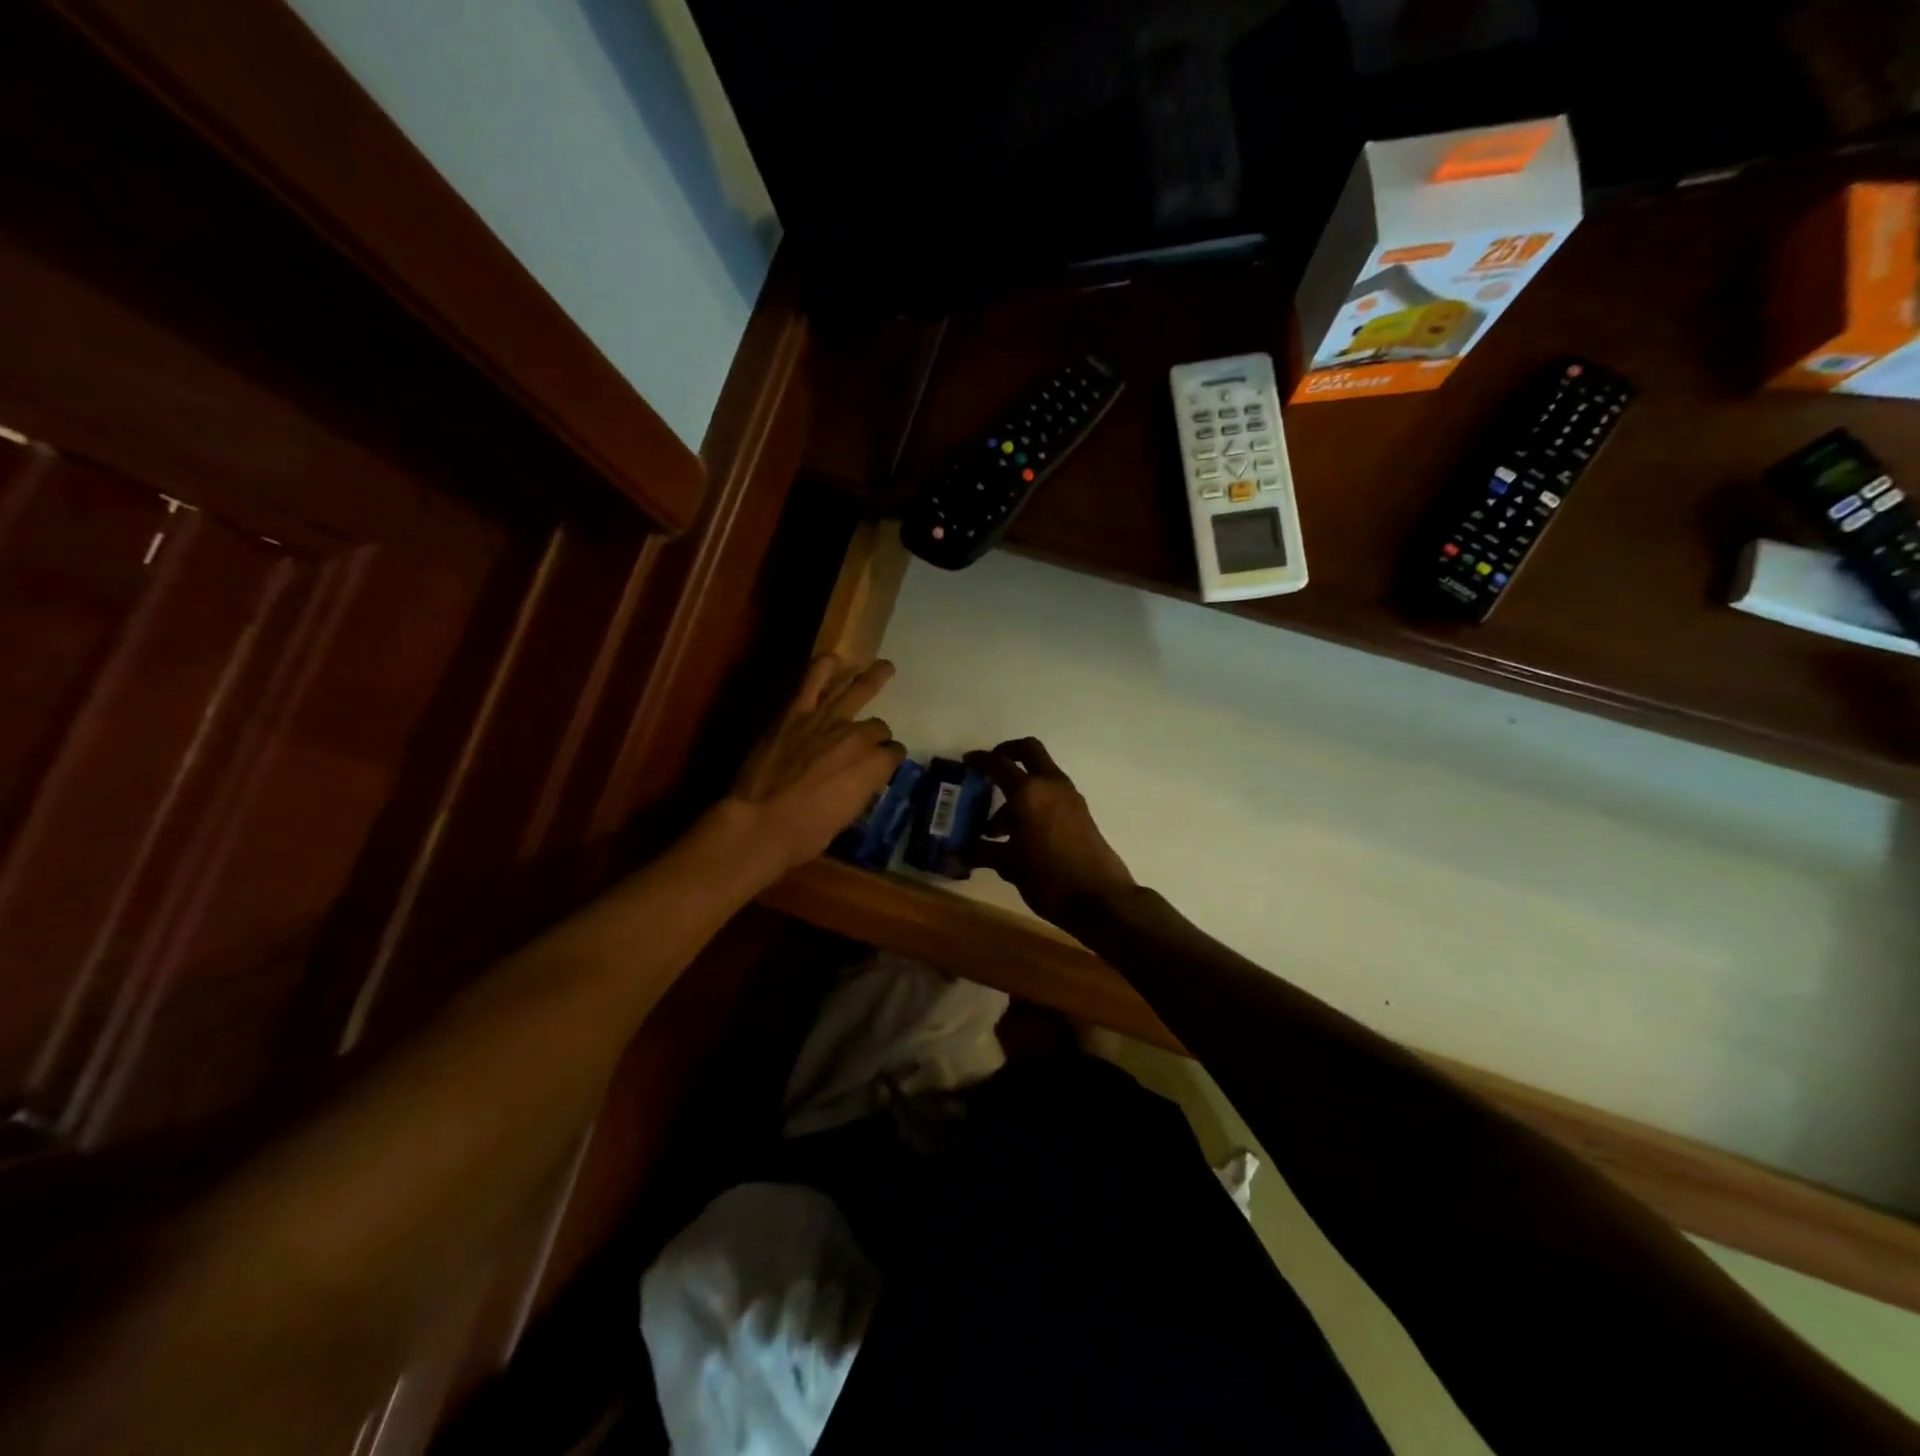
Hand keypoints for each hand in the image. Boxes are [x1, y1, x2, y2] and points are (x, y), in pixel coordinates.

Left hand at [725, 655, 905, 875]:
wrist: (763, 821)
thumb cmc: (807, 833)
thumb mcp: (846, 817)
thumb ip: (858, 791)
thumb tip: (857, 782)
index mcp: (875, 766)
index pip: (893, 754)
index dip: (889, 760)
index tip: (882, 767)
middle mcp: (858, 738)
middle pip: (878, 726)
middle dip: (882, 730)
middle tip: (883, 732)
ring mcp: (826, 721)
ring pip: (855, 690)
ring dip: (871, 678)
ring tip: (882, 667)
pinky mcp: (795, 713)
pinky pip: (813, 680)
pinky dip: (824, 667)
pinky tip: (832, 659)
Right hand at [963, 738, 1135, 926]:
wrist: (1099, 898)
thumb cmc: (1047, 877)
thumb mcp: (1008, 865)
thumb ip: (981, 853)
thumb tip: (954, 854)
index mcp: (1027, 792)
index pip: (998, 763)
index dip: (980, 760)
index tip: (967, 761)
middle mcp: (1050, 785)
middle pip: (1029, 750)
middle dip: (1008, 752)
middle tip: (990, 769)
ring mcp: (1070, 797)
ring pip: (1042, 775)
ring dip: (1020, 787)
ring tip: (997, 827)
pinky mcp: (1081, 813)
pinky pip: (1052, 795)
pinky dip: (1035, 801)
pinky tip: (1021, 834)